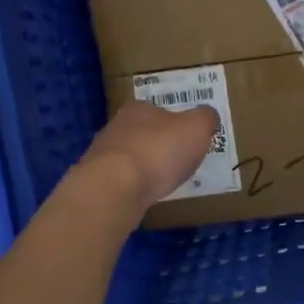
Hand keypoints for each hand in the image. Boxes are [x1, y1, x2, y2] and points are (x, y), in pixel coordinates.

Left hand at [72, 99, 220, 215]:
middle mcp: (116, 126)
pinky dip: (132, 186)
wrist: (115, 187)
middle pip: (142, 132)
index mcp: (139, 108)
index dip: (175, 123)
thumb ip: (205, 118)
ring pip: (129, 156)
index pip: (159, 110)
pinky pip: (120, 180)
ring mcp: (102, 154)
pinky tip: (143, 195)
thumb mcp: (196, 128)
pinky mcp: (96, 181)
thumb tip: (208, 116)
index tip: (187, 139)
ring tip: (161, 182)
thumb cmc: (159, 151)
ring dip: (143, 166)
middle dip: (157, 145)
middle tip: (177, 161)